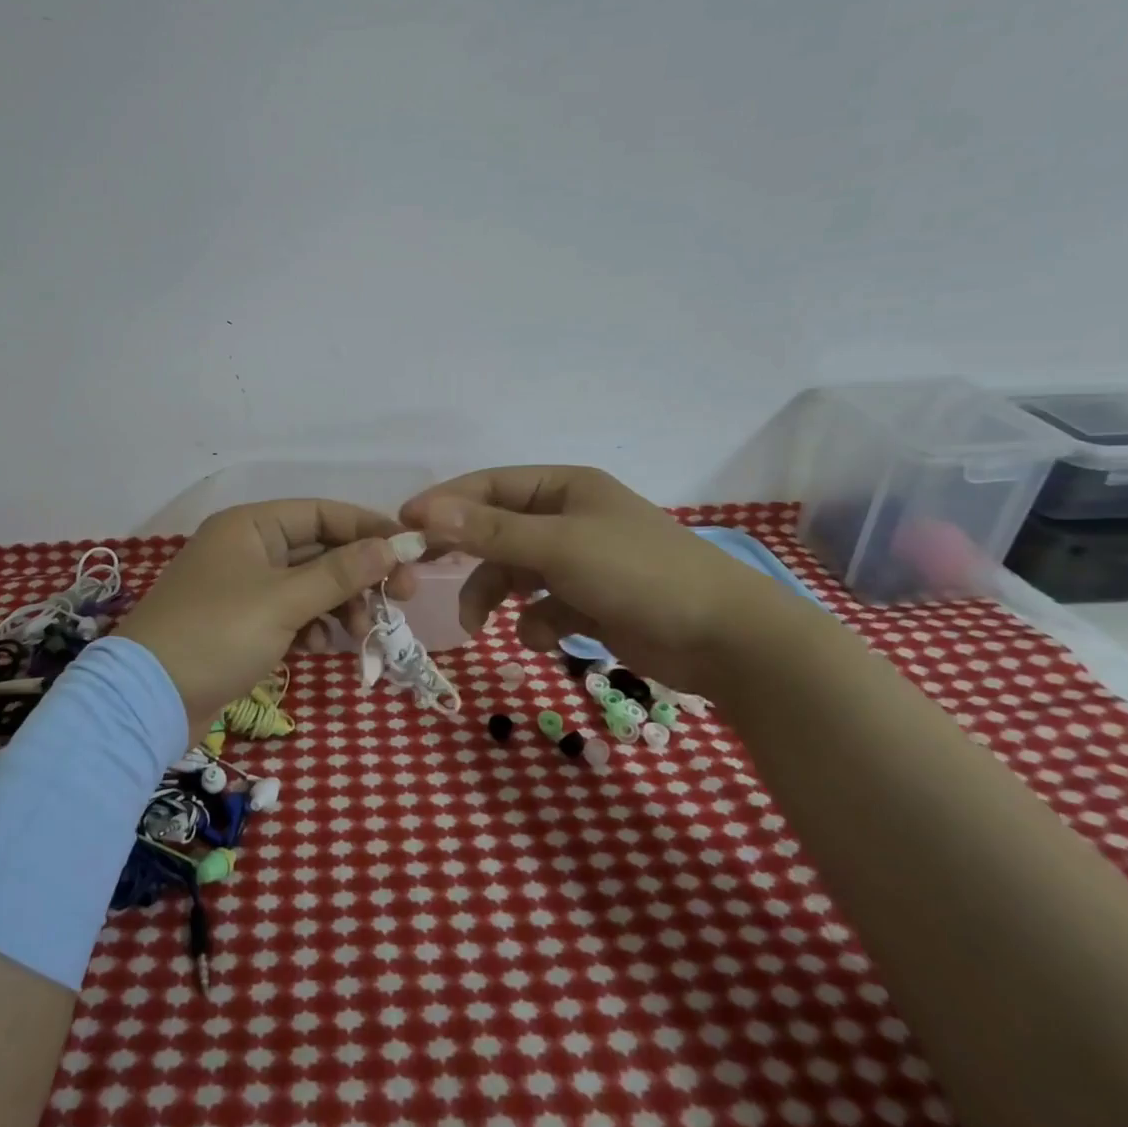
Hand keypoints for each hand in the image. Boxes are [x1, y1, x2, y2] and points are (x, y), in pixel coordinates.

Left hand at [114, 499, 418, 739]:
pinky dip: (314, 627)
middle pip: (320, 550)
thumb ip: (341, 573)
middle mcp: (248, 548)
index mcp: (251, 526)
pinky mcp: (243, 624)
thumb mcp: (284, 601)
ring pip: (310, 585)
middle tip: (401, 598)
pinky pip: (292, 614)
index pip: (322, 513)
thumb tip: (391, 545)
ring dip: (341, 605)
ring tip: (364, 631)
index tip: (409, 551)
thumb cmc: (217, 634)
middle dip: (360, 575)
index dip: (368, 528)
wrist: (149, 699)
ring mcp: (245, 588)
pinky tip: (326, 647)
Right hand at [400, 466, 803, 697]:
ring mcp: (582, 562)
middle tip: (421, 575)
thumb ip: (488, 531)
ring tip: (479, 625)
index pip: (489, 486)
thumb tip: (422, 510)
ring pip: (516, 573)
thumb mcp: (557, 547)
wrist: (725, 640)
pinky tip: (551, 639)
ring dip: (496, 597)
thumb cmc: (638, 574)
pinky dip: (540, 623)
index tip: (403, 527)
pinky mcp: (592, 602)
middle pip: (498, 531)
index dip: (445, 503)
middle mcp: (570, 518)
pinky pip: (544, 607)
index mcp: (565, 488)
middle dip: (468, 557)